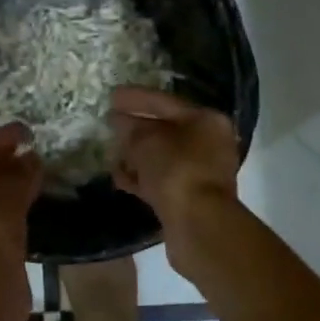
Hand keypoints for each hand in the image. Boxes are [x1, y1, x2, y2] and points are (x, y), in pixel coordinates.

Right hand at [109, 86, 240, 223]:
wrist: (198, 224)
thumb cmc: (176, 169)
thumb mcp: (146, 141)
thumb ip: (131, 128)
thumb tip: (120, 122)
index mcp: (207, 120)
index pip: (165, 102)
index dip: (136, 98)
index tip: (112, 96)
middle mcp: (209, 143)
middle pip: (166, 130)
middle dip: (136, 128)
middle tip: (110, 122)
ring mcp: (202, 172)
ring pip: (163, 157)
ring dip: (137, 155)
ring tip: (110, 151)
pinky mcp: (191, 198)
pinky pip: (162, 179)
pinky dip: (142, 177)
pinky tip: (119, 177)